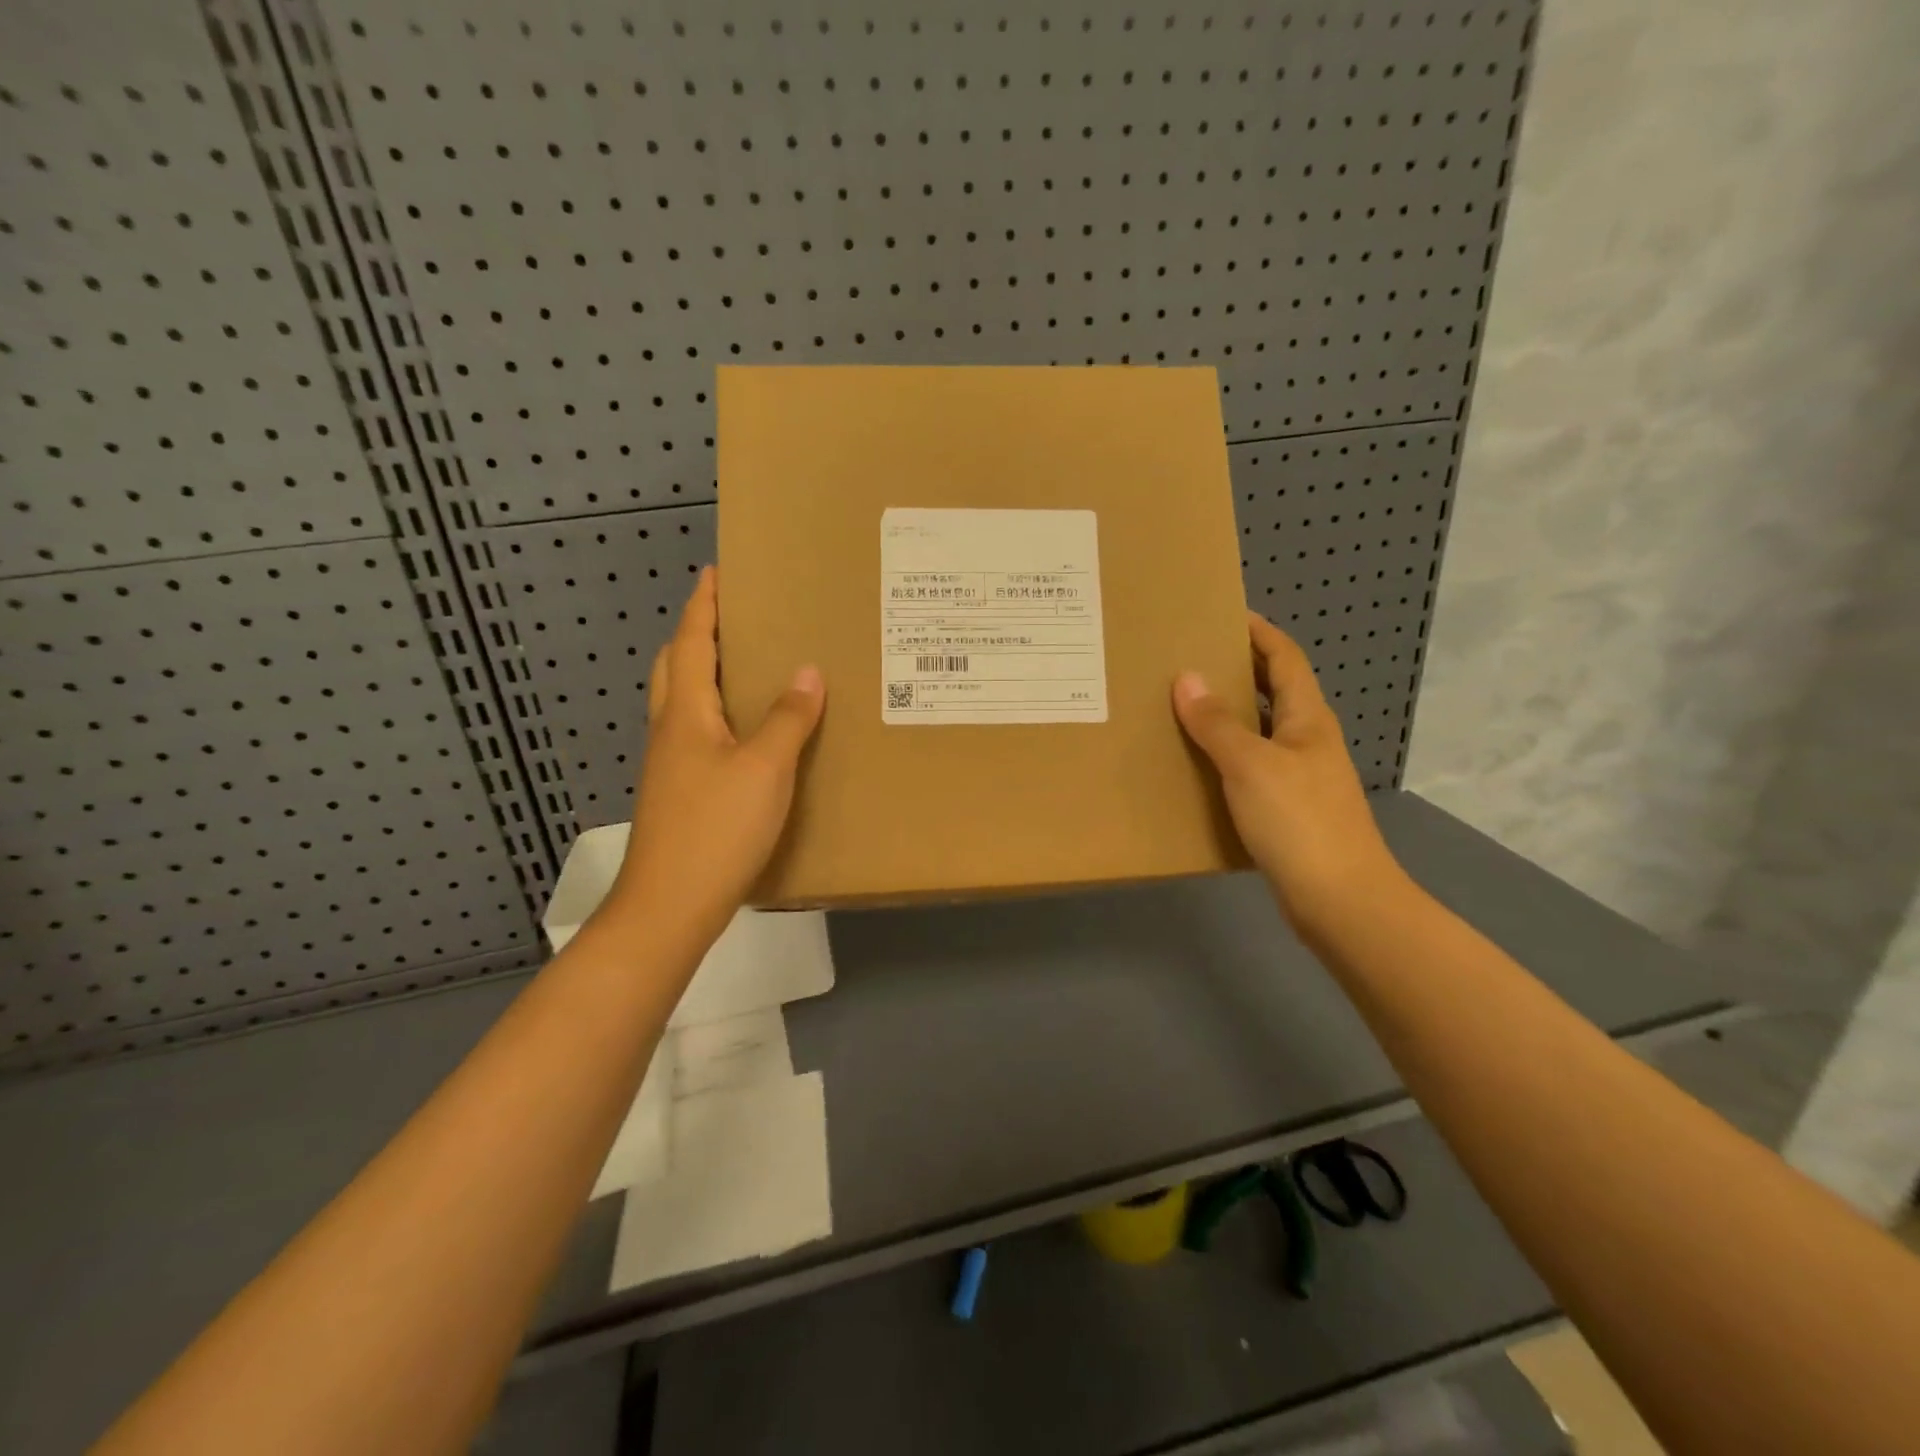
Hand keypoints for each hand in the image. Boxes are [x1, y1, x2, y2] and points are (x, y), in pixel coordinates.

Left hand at [607, 568, 824, 945]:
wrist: (670, 908)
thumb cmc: (716, 829)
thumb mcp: (765, 769)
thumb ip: (788, 719)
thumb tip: (807, 672)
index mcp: (685, 715)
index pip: (690, 644)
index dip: (703, 607)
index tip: (715, 573)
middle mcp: (669, 733)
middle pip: (674, 669)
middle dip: (696, 637)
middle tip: (733, 621)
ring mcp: (669, 767)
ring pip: (683, 705)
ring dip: (705, 677)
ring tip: (748, 670)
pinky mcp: (679, 796)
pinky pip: (696, 737)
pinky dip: (717, 717)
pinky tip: (748, 736)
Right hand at [1172, 613, 1401, 935]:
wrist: (1340, 901)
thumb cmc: (1299, 822)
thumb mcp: (1251, 765)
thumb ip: (1216, 723)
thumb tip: (1187, 677)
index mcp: (1307, 719)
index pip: (1284, 659)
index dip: (1259, 632)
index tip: (1223, 613)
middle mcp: (1307, 740)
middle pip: (1273, 690)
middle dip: (1238, 669)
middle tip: (1190, 658)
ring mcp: (1300, 777)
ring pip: (1260, 730)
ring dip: (1228, 715)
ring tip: (1181, 706)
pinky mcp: (1288, 810)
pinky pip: (1251, 767)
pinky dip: (1225, 756)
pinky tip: (1197, 766)